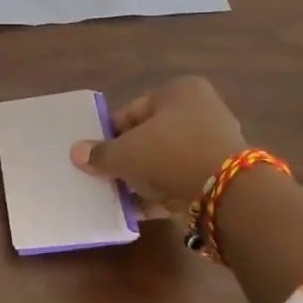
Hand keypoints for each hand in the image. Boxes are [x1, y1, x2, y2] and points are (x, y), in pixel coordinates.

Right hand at [70, 76, 246, 212]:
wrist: (225, 194)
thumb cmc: (169, 154)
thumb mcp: (125, 153)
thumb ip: (100, 153)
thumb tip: (77, 152)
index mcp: (179, 92)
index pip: (132, 111)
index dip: (109, 134)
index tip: (93, 155)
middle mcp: (200, 112)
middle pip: (149, 137)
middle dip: (126, 158)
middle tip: (103, 176)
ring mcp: (213, 145)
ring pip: (164, 161)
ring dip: (142, 178)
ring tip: (117, 196)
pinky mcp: (219, 177)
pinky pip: (179, 182)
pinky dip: (160, 194)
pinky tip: (138, 210)